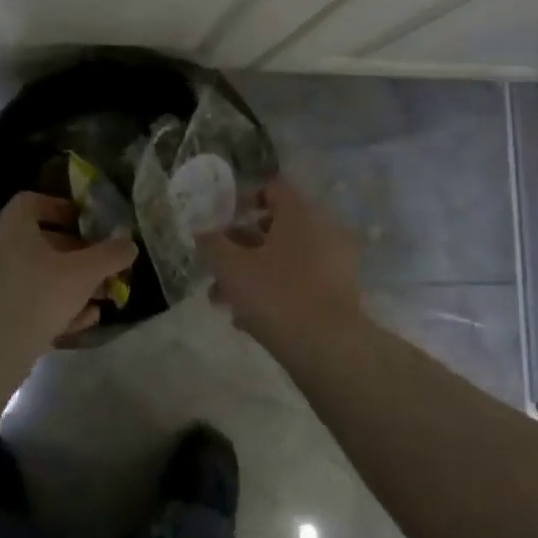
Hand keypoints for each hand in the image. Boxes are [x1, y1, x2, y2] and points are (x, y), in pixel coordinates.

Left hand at [0, 192, 136, 346]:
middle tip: (103, 270)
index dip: (60, 207)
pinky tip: (80, 323)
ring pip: (37, 276)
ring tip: (99, 301)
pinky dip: (53, 307)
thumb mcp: (83, 273)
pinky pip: (26, 301)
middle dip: (77, 256)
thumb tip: (129, 243)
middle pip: (40, 243)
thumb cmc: (37, 297)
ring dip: (70, 285)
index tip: (85, 223)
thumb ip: (110, 255)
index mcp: (12, 229)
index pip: (31, 202)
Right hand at [197, 179, 365, 346]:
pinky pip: (298, 282)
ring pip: (284, 258)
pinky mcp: (337, 294)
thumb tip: (201, 230)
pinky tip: (247, 319)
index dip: (243, 200)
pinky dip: (274, 291)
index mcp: (300, 214)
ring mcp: (333, 263)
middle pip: (275, 227)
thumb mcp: (232, 268)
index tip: (221, 221)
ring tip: (223, 300)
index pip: (272, 189)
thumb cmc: (277, 295)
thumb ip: (212, 244)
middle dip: (240, 246)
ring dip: (252, 272)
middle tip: (217, 265)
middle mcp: (322, 230)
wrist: (329, 349)